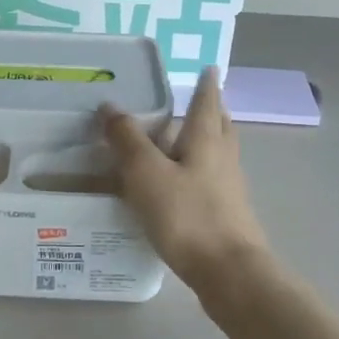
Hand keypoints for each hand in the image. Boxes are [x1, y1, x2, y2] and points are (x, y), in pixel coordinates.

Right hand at [101, 66, 272, 296]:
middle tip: (198, 100)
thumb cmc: (187, 215)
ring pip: (218, 153)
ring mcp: (229, 187)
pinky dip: (199, 170)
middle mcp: (223, 157)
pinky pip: (212, 179)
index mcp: (207, 139)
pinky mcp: (226, 214)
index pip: (207, 101)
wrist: (228, 271)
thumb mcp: (146, 173)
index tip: (209, 67)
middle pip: (220, 126)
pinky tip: (180, 183)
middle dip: (211, 110)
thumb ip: (127, 140)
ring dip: (206, 140)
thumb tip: (110, 106)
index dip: (206, 83)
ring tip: (182, 139)